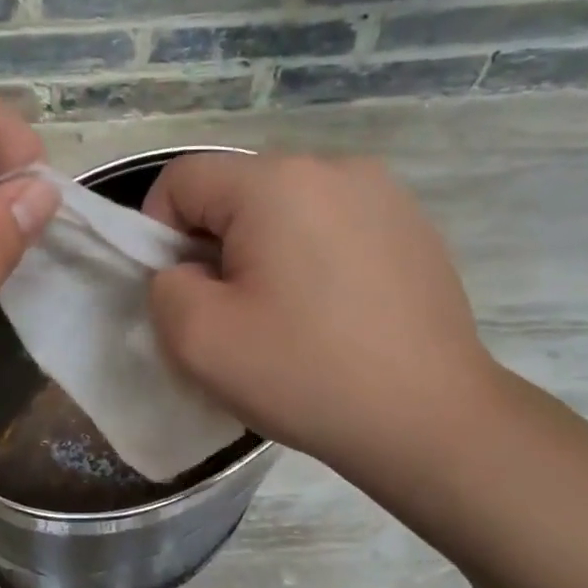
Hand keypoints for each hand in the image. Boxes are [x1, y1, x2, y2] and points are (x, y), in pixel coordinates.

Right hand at [142, 151, 495, 477]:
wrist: (430, 420)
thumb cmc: (305, 374)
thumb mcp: (197, 340)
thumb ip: (165, 287)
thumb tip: (190, 272)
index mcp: (276, 182)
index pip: (182, 178)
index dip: (158, 233)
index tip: (180, 293)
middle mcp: (335, 167)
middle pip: (236, 191)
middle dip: (214, 246)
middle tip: (231, 314)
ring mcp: (384, 194)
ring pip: (285, 208)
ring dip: (263, 252)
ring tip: (284, 316)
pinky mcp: (414, 227)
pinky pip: (333, 225)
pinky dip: (311, 258)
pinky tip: (332, 314)